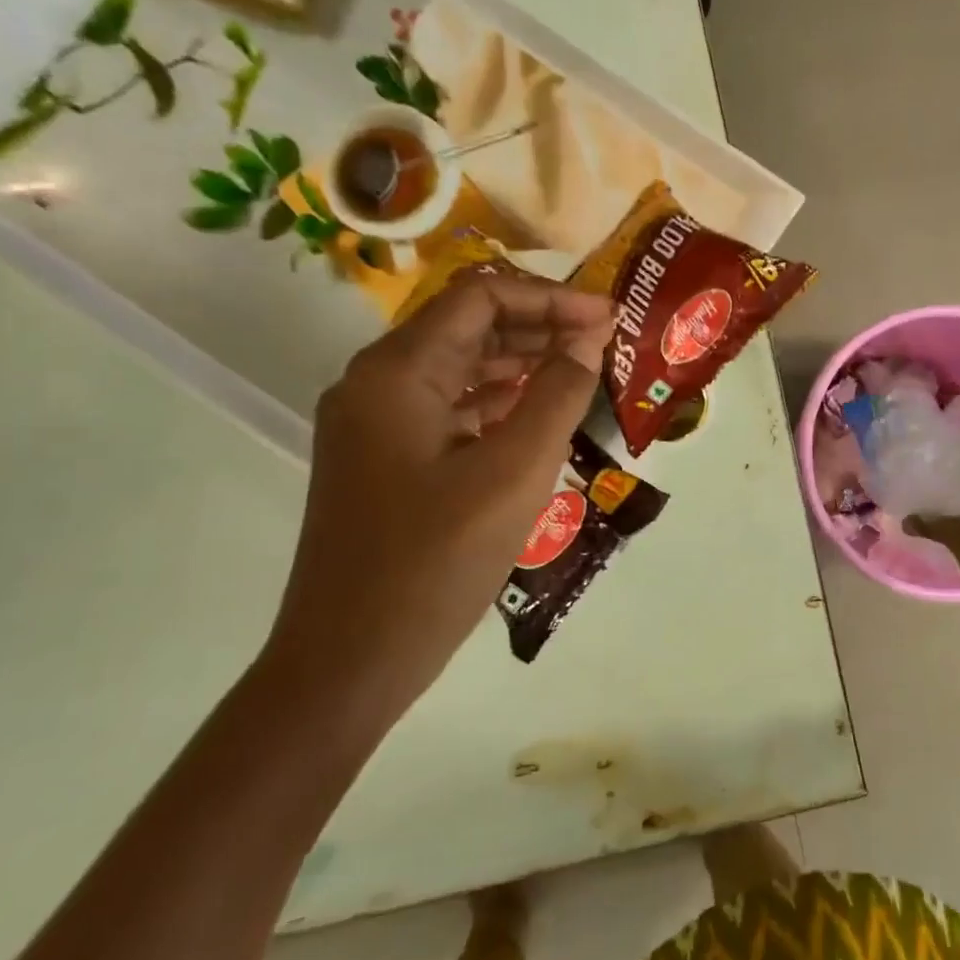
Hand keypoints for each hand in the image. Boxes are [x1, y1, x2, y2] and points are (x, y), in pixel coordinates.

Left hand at [264, 272, 612, 723]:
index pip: (480, 298)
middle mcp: (376, 384)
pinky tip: (538, 416)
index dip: (551, 298)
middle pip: (466, 326)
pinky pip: (448, 409)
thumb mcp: (515, 472)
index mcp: (397, 372)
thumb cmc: (435, 561)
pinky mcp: (385, 460)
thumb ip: (557, 394)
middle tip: (603, 342)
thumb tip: (588, 337)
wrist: (349, 662)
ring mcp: (376, 425)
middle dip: (539, 325)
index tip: (609, 317)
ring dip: (520, 362)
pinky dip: (496, 402)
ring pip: (458, 368)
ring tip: (582, 372)